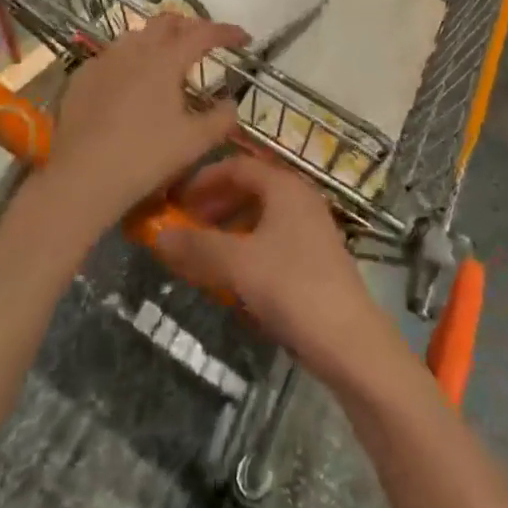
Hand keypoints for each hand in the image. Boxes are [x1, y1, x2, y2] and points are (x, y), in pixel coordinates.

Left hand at [41, 14, 246, 238]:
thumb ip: (221, 118)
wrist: (82, 179)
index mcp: (165, 59)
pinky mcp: (81, 77)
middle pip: (166, 23)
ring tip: (167, 60)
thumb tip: (232, 103)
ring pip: (136, 35)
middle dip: (190, 27)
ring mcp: (103, 60)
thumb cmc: (145, 157)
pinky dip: (129, 60)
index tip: (244, 38)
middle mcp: (134, 49)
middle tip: (204, 45)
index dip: (226, 32)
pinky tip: (129, 82)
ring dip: (157, 40)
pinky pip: (111, 56)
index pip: (203, 33)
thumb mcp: (195, 142)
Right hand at [153, 155, 392, 385]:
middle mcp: (300, 198)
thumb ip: (197, 246)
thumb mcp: (237, 264)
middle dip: (214, 204)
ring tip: (202, 252)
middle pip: (250, 188)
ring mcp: (311, 228)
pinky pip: (272, 240)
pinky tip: (232, 277)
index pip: (238, 165)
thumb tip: (158, 236)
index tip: (176, 199)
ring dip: (228, 228)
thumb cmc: (291, 287)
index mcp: (284, 186)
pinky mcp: (315, 258)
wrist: (349, 341)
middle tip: (184, 225)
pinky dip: (247, 248)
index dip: (204, 178)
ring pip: (261, 216)